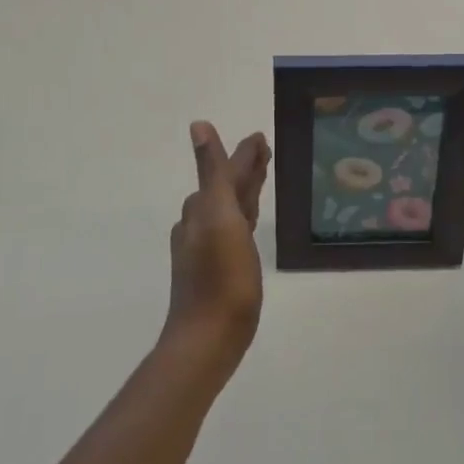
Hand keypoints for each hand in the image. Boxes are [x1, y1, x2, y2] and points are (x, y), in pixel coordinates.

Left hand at [163, 121, 270, 371]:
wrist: (209, 338)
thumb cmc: (221, 277)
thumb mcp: (219, 215)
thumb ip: (212, 171)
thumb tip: (198, 125)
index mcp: (203, 207)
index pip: (225, 170)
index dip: (244, 153)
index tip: (262, 137)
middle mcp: (200, 223)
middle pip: (226, 187)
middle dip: (244, 169)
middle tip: (266, 153)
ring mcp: (207, 247)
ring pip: (229, 207)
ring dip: (244, 190)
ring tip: (261, 179)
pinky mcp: (219, 269)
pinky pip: (232, 230)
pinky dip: (243, 216)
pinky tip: (249, 224)